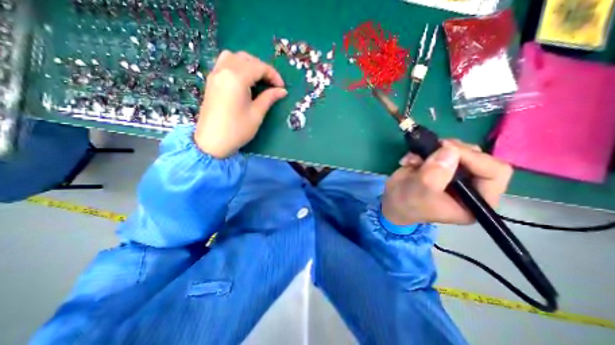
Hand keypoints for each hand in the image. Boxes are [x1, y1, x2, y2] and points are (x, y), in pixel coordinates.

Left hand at [193, 49, 287, 157]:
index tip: (282, 87)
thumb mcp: (256, 114)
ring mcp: (215, 74)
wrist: (212, 142)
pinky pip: (224, 63)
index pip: (259, 67)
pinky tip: (244, 81)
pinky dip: (237, 66)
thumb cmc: (237, 130)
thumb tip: (282, 91)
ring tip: (258, 80)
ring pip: (234, 57)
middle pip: (247, 58)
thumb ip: (269, 98)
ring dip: (249, 64)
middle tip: (272, 84)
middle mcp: (224, 70)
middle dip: (262, 68)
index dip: (273, 75)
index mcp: (236, 78)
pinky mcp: (211, 81)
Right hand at [383, 140, 514, 226]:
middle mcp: (471, 185)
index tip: (446, 149)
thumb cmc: (407, 204)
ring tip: (414, 159)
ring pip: (458, 150)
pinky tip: (410, 160)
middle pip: (478, 157)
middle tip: (432, 149)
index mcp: (476, 200)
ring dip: (434, 149)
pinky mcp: (441, 165)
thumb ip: (435, 174)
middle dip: (452, 150)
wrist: (391, 202)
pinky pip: (440, 149)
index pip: (494, 172)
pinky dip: (423, 150)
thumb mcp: (419, 192)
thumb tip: (450, 150)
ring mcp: (456, 173)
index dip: (474, 158)